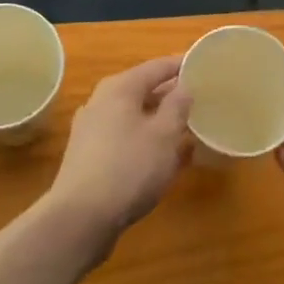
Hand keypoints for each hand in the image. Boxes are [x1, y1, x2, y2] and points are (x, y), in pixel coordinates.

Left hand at [46, 55, 191, 248]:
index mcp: (120, 88)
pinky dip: (147, 142)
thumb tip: (184, 86)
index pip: (156, 67)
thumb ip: (178, 105)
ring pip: (134, 117)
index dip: (180, 65)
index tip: (202, 65)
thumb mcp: (164, 134)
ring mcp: (92, 131)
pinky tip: (166, 159)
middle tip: (199, 99)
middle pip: (143, 90)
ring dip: (160, 121)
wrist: (81, 218)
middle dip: (171, 95)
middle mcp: (101, 102)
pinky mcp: (90, 158)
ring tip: (188, 128)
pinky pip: (126, 139)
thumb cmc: (129, 167)